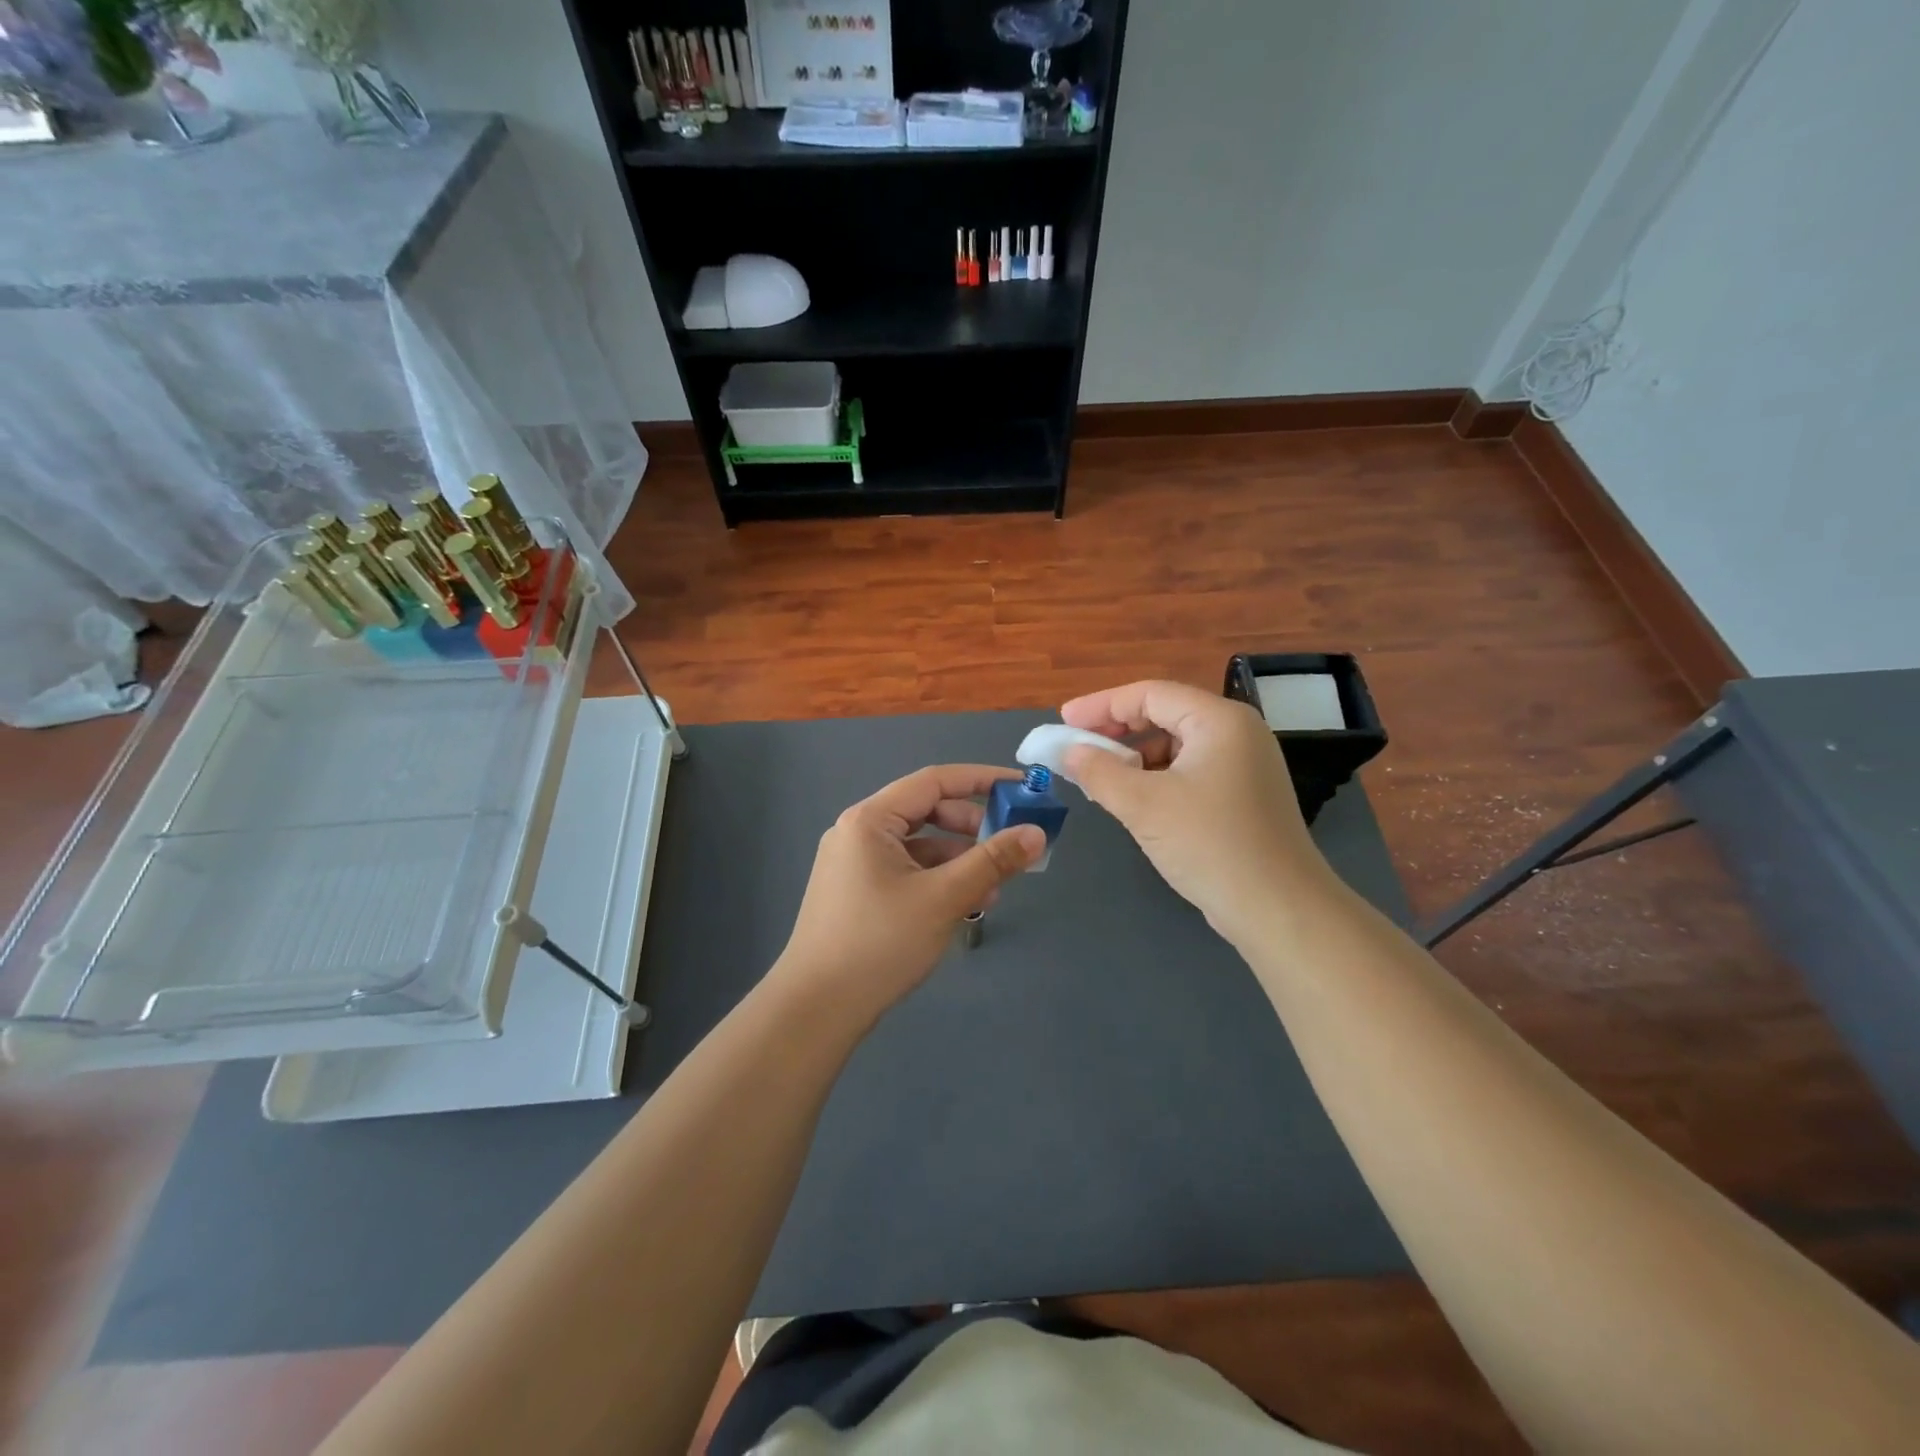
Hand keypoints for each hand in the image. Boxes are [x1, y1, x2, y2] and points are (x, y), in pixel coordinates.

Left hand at [769, 765, 1046, 1023]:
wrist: (817, 1009)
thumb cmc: (880, 943)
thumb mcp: (944, 898)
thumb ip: (992, 862)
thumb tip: (1036, 833)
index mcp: (869, 820)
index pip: (934, 781)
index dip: (981, 779)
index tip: (1022, 788)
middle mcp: (858, 832)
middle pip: (926, 812)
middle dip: (972, 827)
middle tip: (1010, 845)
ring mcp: (854, 864)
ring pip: (919, 846)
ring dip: (959, 859)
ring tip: (994, 888)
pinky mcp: (857, 892)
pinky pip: (907, 871)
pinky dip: (938, 880)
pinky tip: (965, 905)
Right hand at [1059, 680, 1338, 945]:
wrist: (1279, 910)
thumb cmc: (1209, 844)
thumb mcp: (1143, 805)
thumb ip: (1099, 772)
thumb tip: (1069, 752)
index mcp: (1219, 721)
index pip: (1150, 694)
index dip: (1102, 704)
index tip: (1064, 721)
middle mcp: (1237, 733)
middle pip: (1165, 714)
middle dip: (1117, 729)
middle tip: (1077, 746)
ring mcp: (1244, 765)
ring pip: (1176, 746)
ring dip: (1134, 757)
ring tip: (1100, 779)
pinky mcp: (1243, 795)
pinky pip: (1189, 771)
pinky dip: (1156, 779)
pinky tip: (1134, 801)